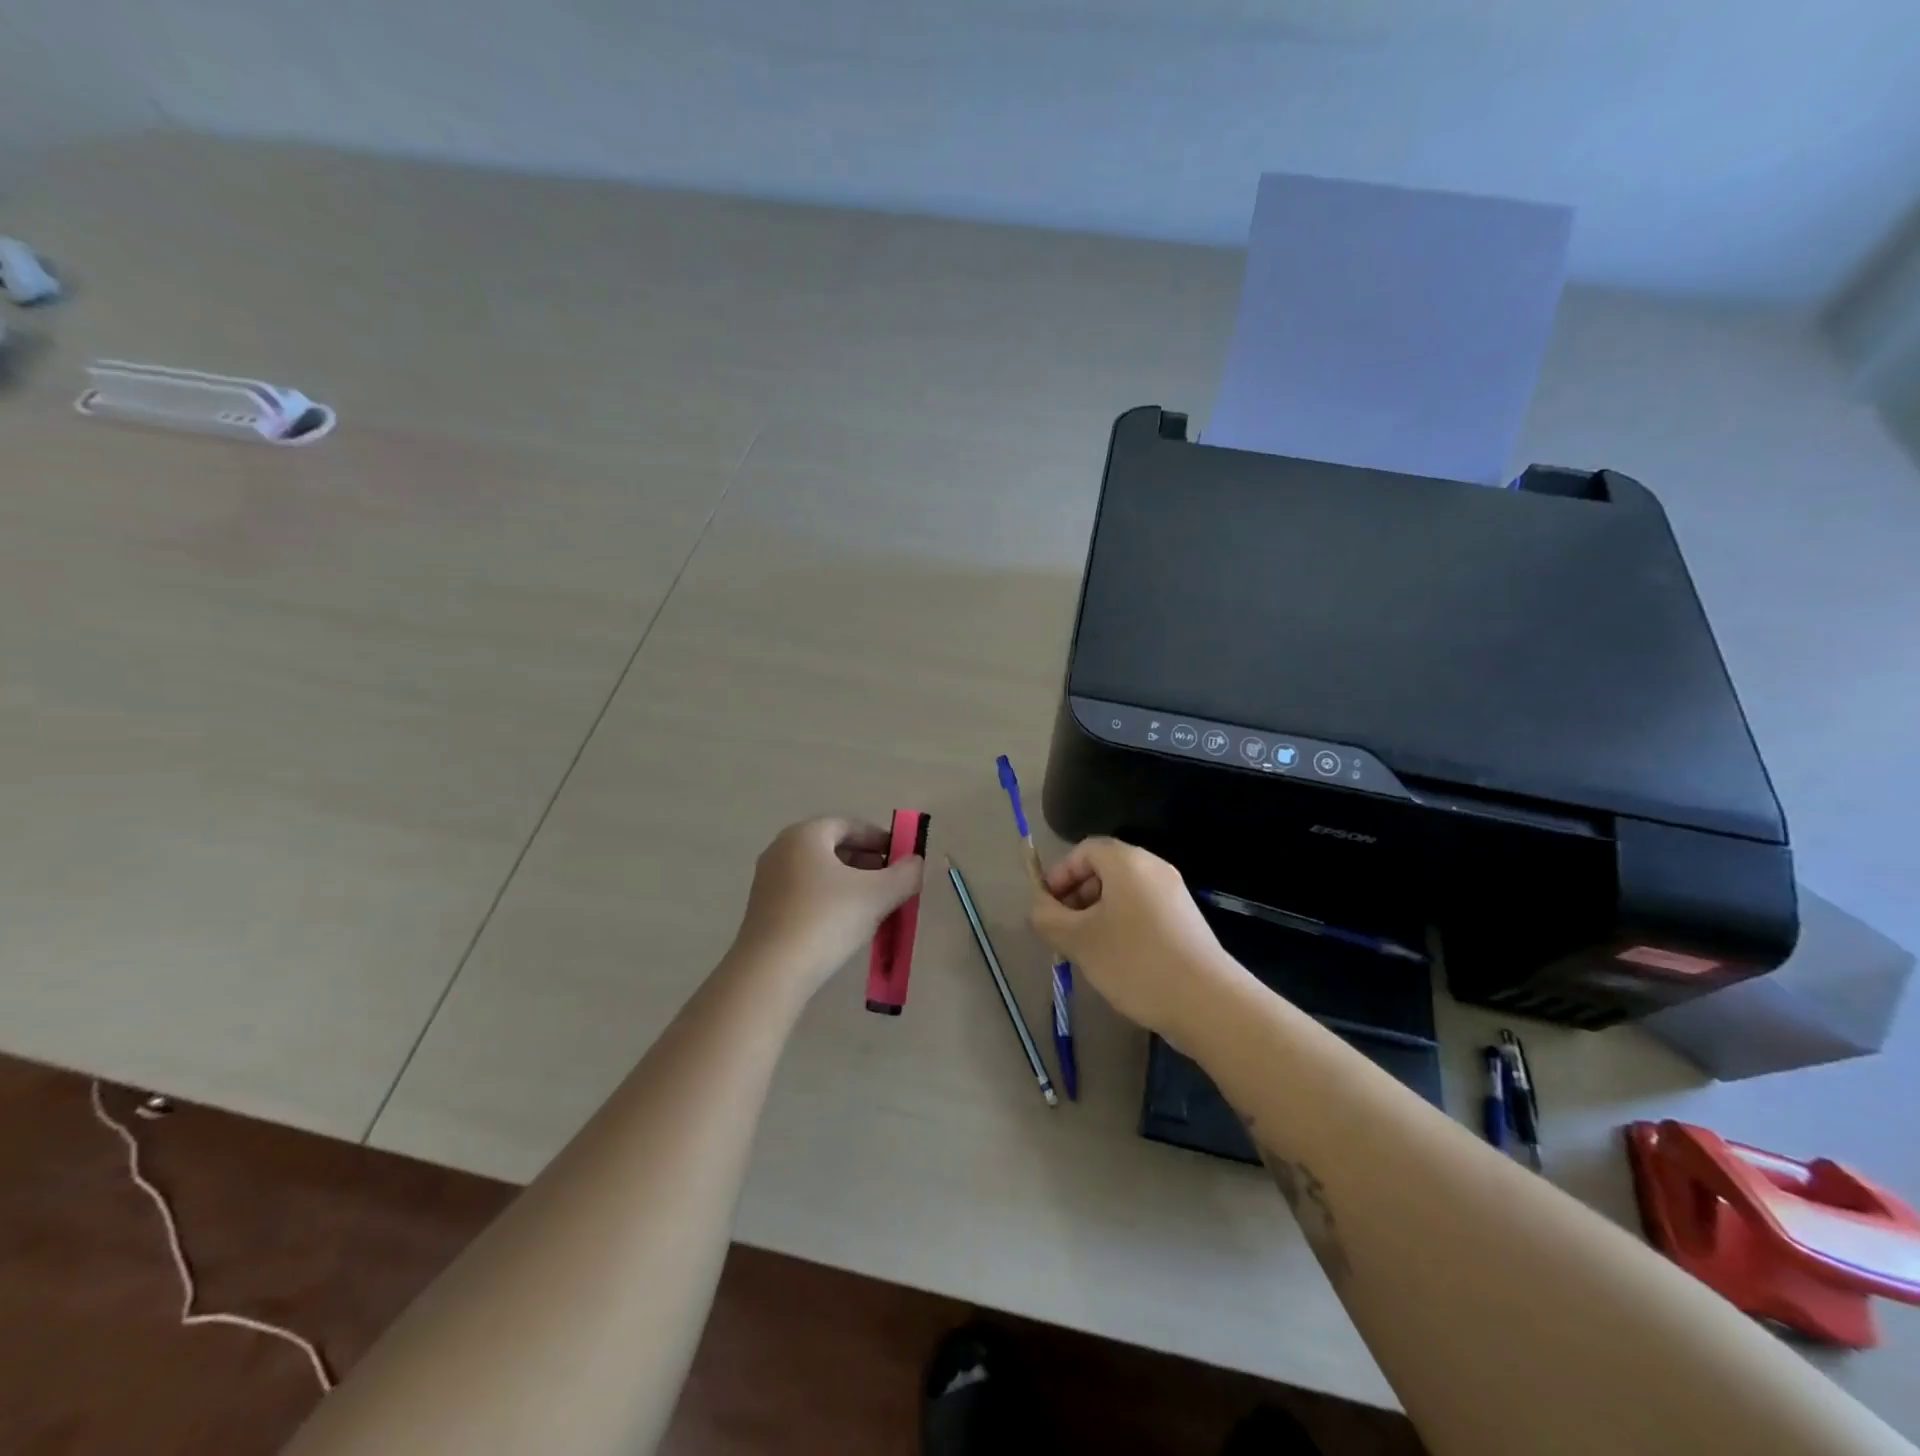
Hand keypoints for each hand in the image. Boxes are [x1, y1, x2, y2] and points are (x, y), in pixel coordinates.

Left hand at [731, 817, 924, 998]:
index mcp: (805, 835)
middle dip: (866, 862)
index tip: (902, 858)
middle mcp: (781, 849)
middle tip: (891, 883)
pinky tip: (845, 924)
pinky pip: (804, 894)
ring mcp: (768, 881)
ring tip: (873, 906)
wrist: (770, 972)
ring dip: (849, 884)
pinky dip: (829, 900)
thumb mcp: (877, 895)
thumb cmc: (826, 919)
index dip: (880, 839)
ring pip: (819, 873)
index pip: (849, 825)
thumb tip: (916, 862)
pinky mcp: (763, 910)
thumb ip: (904, 874)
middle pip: (833, 847)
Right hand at [1029, 837, 1243, 1040]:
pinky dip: (1121, 924)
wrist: (1206, 1001)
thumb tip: (1038, 908)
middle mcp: (1153, 868)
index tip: (1047, 907)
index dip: (1059, 874)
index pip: (1084, 850)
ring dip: (1097, 913)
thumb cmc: (1134, 961)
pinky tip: (1116, 960)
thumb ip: (1048, 918)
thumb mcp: (1078, 940)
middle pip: (1104, 869)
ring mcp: (1174, 894)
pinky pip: (1142, 910)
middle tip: (1062, 931)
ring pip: (1123, 893)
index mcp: (1127, 862)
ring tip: (1086, 950)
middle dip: (1076, 896)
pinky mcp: (1185, 921)